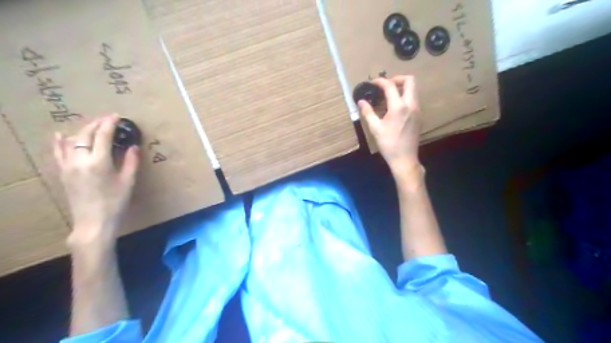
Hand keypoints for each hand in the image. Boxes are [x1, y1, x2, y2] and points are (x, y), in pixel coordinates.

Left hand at [54, 115, 139, 245]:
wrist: (94, 222)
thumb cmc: (115, 202)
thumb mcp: (128, 182)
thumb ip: (131, 162)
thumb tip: (133, 146)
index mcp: (99, 162)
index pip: (103, 136)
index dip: (110, 124)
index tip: (117, 116)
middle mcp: (80, 160)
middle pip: (85, 135)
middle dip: (97, 124)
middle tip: (108, 119)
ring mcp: (68, 166)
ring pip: (72, 141)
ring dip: (83, 130)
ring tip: (92, 125)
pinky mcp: (63, 173)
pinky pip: (59, 153)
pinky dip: (60, 142)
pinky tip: (60, 135)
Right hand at [358, 74, 420, 172]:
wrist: (404, 158)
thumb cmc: (388, 144)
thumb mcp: (375, 128)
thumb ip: (368, 112)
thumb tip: (361, 101)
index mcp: (399, 107)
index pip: (390, 86)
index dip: (380, 81)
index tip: (373, 82)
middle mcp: (411, 105)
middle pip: (410, 81)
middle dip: (397, 79)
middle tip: (386, 86)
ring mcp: (417, 110)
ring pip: (414, 89)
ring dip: (402, 87)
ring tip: (389, 96)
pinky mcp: (419, 116)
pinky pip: (414, 99)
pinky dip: (405, 96)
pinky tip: (395, 107)